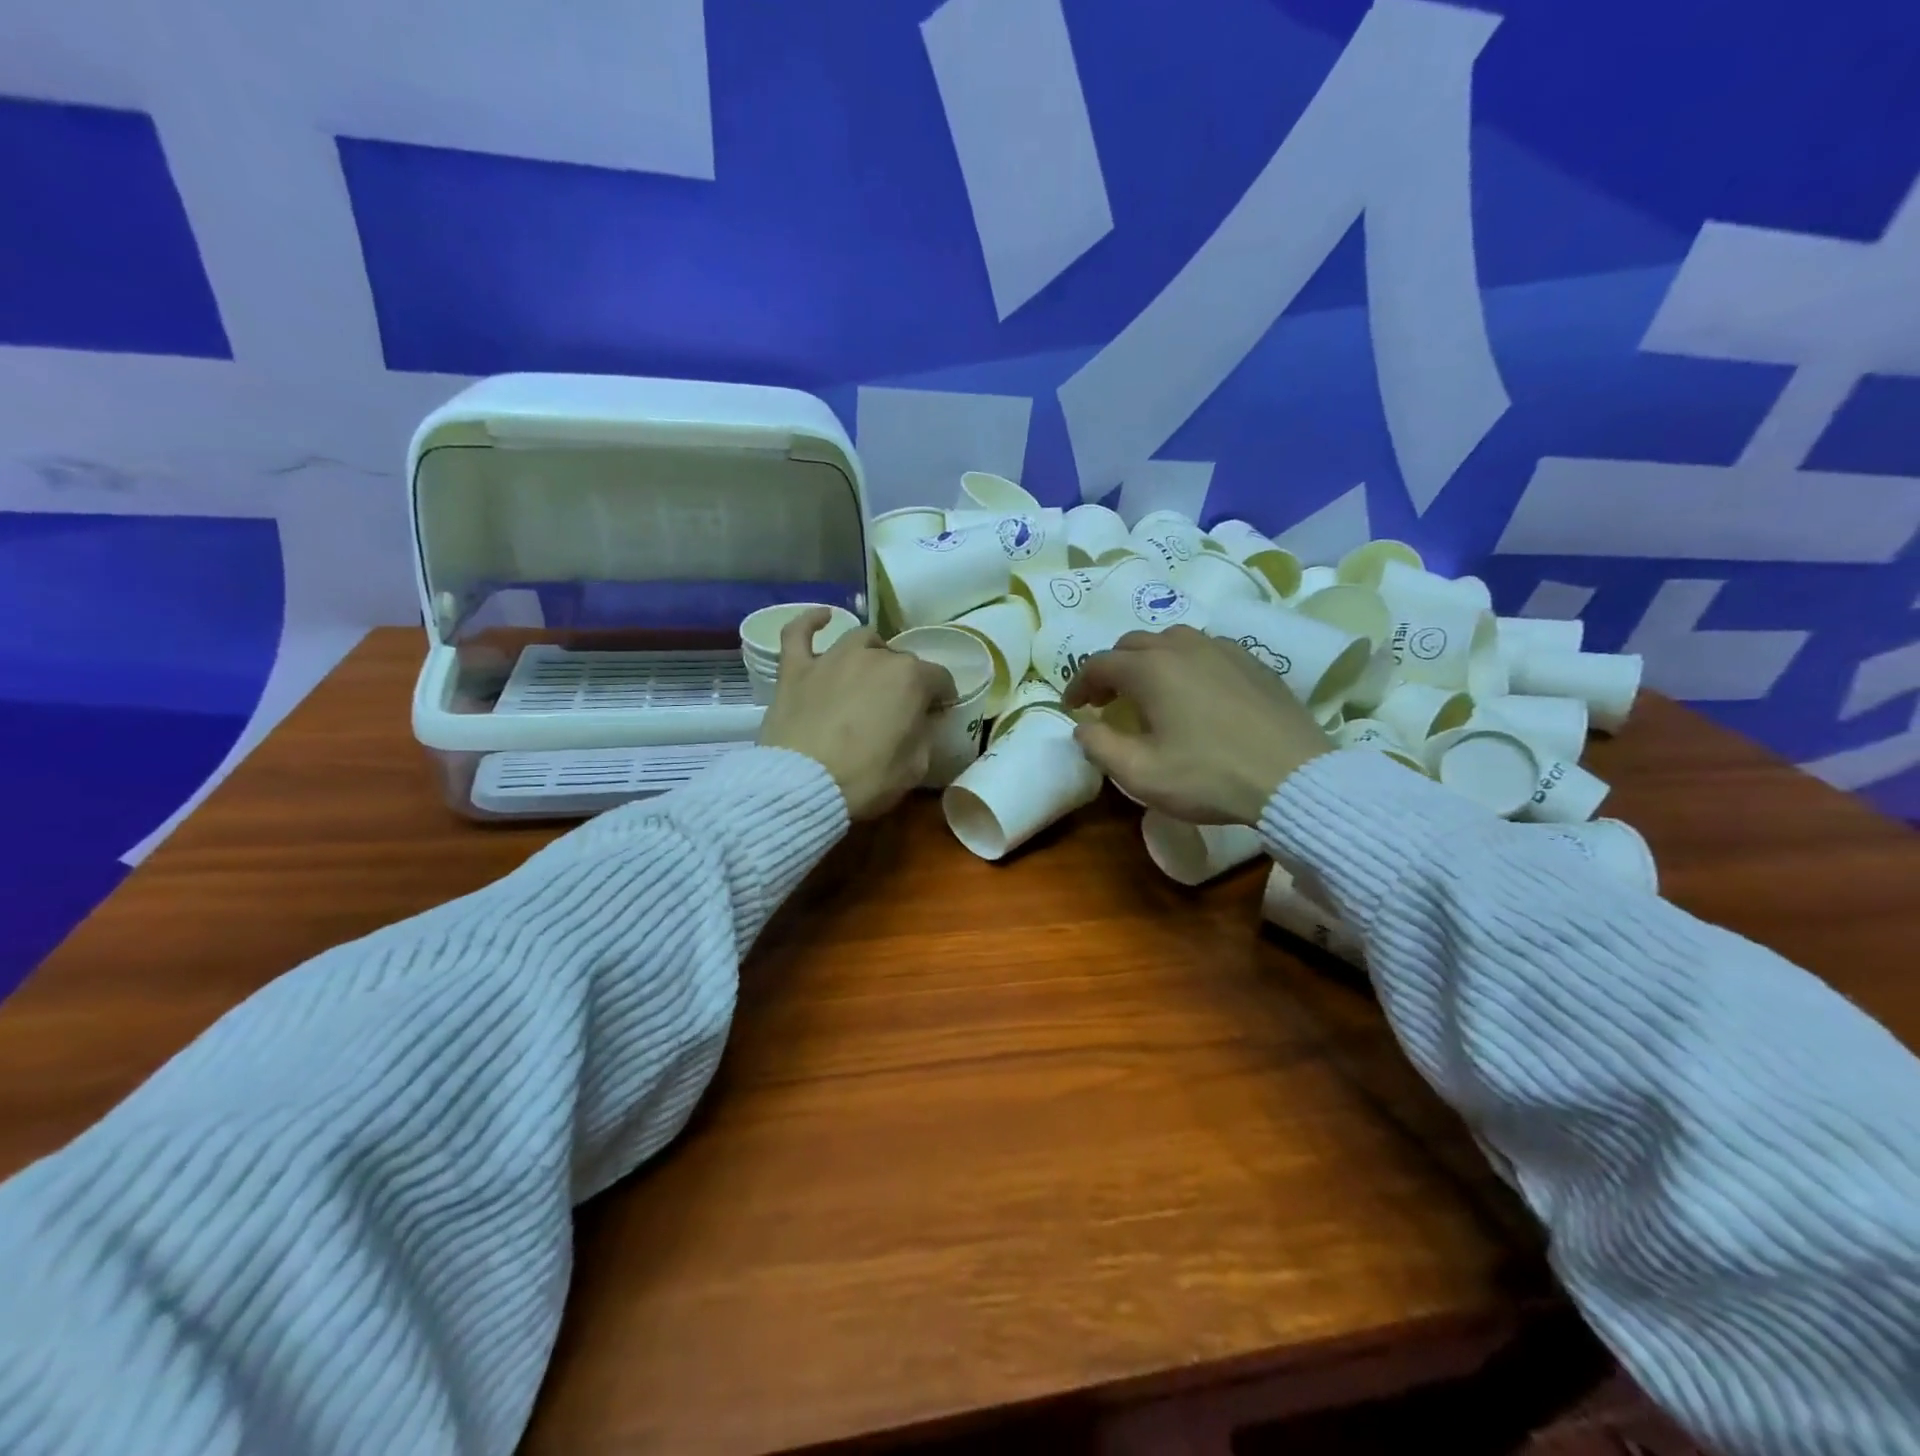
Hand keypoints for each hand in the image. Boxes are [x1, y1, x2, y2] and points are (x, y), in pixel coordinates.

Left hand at [758, 610, 954, 819]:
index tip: (938, 713)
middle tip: (898, 708)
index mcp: (911, 678)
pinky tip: (823, 618)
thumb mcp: (916, 765)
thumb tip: (922, 719)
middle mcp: (874, 656)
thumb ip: (925, 733)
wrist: (803, 784)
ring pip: (860, 640)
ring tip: (869, 674)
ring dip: (871, 653)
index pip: (940, 678)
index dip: (942, 697)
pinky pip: (800, 632)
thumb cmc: (868, 779)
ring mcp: (832, 658)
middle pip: (900, 660)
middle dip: (906, 680)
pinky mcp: (796, 669)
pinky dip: (811, 622)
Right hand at [1061, 625, 1331, 824]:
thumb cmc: (1208, 777)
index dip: (1079, 684)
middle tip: (1107, 700)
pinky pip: (1207, 649)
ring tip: (1151, 690)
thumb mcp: (1140, 774)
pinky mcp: (1253, 662)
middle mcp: (1183, 647)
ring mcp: (1222, 650)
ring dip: (1150, 660)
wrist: (1293, 778)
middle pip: (1133, 644)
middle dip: (1112, 669)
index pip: (1099, 664)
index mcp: (1150, 670)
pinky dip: (1187, 663)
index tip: (1074, 708)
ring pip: (1172, 640)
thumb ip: (1099, 746)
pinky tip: (1196, 691)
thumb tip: (1083, 727)